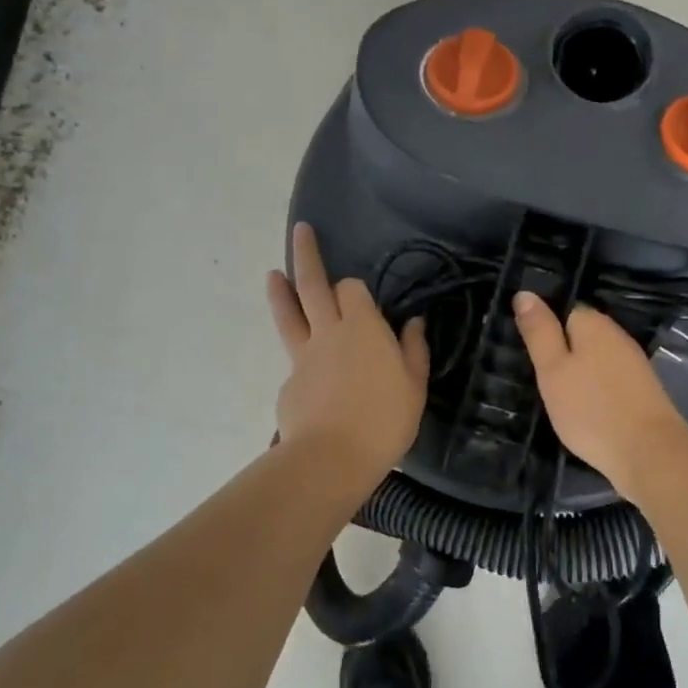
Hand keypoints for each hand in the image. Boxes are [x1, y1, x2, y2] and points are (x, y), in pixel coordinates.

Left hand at [267, 223, 429, 482]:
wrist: (333, 457)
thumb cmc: (385, 419)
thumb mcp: (415, 385)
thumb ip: (414, 350)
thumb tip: (414, 323)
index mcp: (363, 326)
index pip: (352, 289)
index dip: (356, 289)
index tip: (363, 300)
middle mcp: (328, 331)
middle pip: (312, 285)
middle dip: (306, 255)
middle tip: (300, 230)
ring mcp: (303, 356)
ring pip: (289, 314)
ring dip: (281, 291)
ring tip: (273, 274)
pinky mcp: (289, 382)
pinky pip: (297, 360)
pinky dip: (303, 359)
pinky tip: (315, 381)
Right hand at [512, 292, 687, 494]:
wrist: (649, 453)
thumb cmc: (591, 410)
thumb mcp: (553, 370)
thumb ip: (539, 331)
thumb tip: (524, 293)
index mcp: (594, 323)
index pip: (563, 309)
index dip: (544, 328)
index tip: (529, 354)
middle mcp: (617, 335)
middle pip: (580, 334)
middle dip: (561, 351)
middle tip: (539, 379)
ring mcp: (633, 362)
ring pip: (595, 357)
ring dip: (578, 371)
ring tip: (558, 396)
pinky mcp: (641, 389)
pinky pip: (608, 378)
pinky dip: (595, 389)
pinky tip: (585, 409)